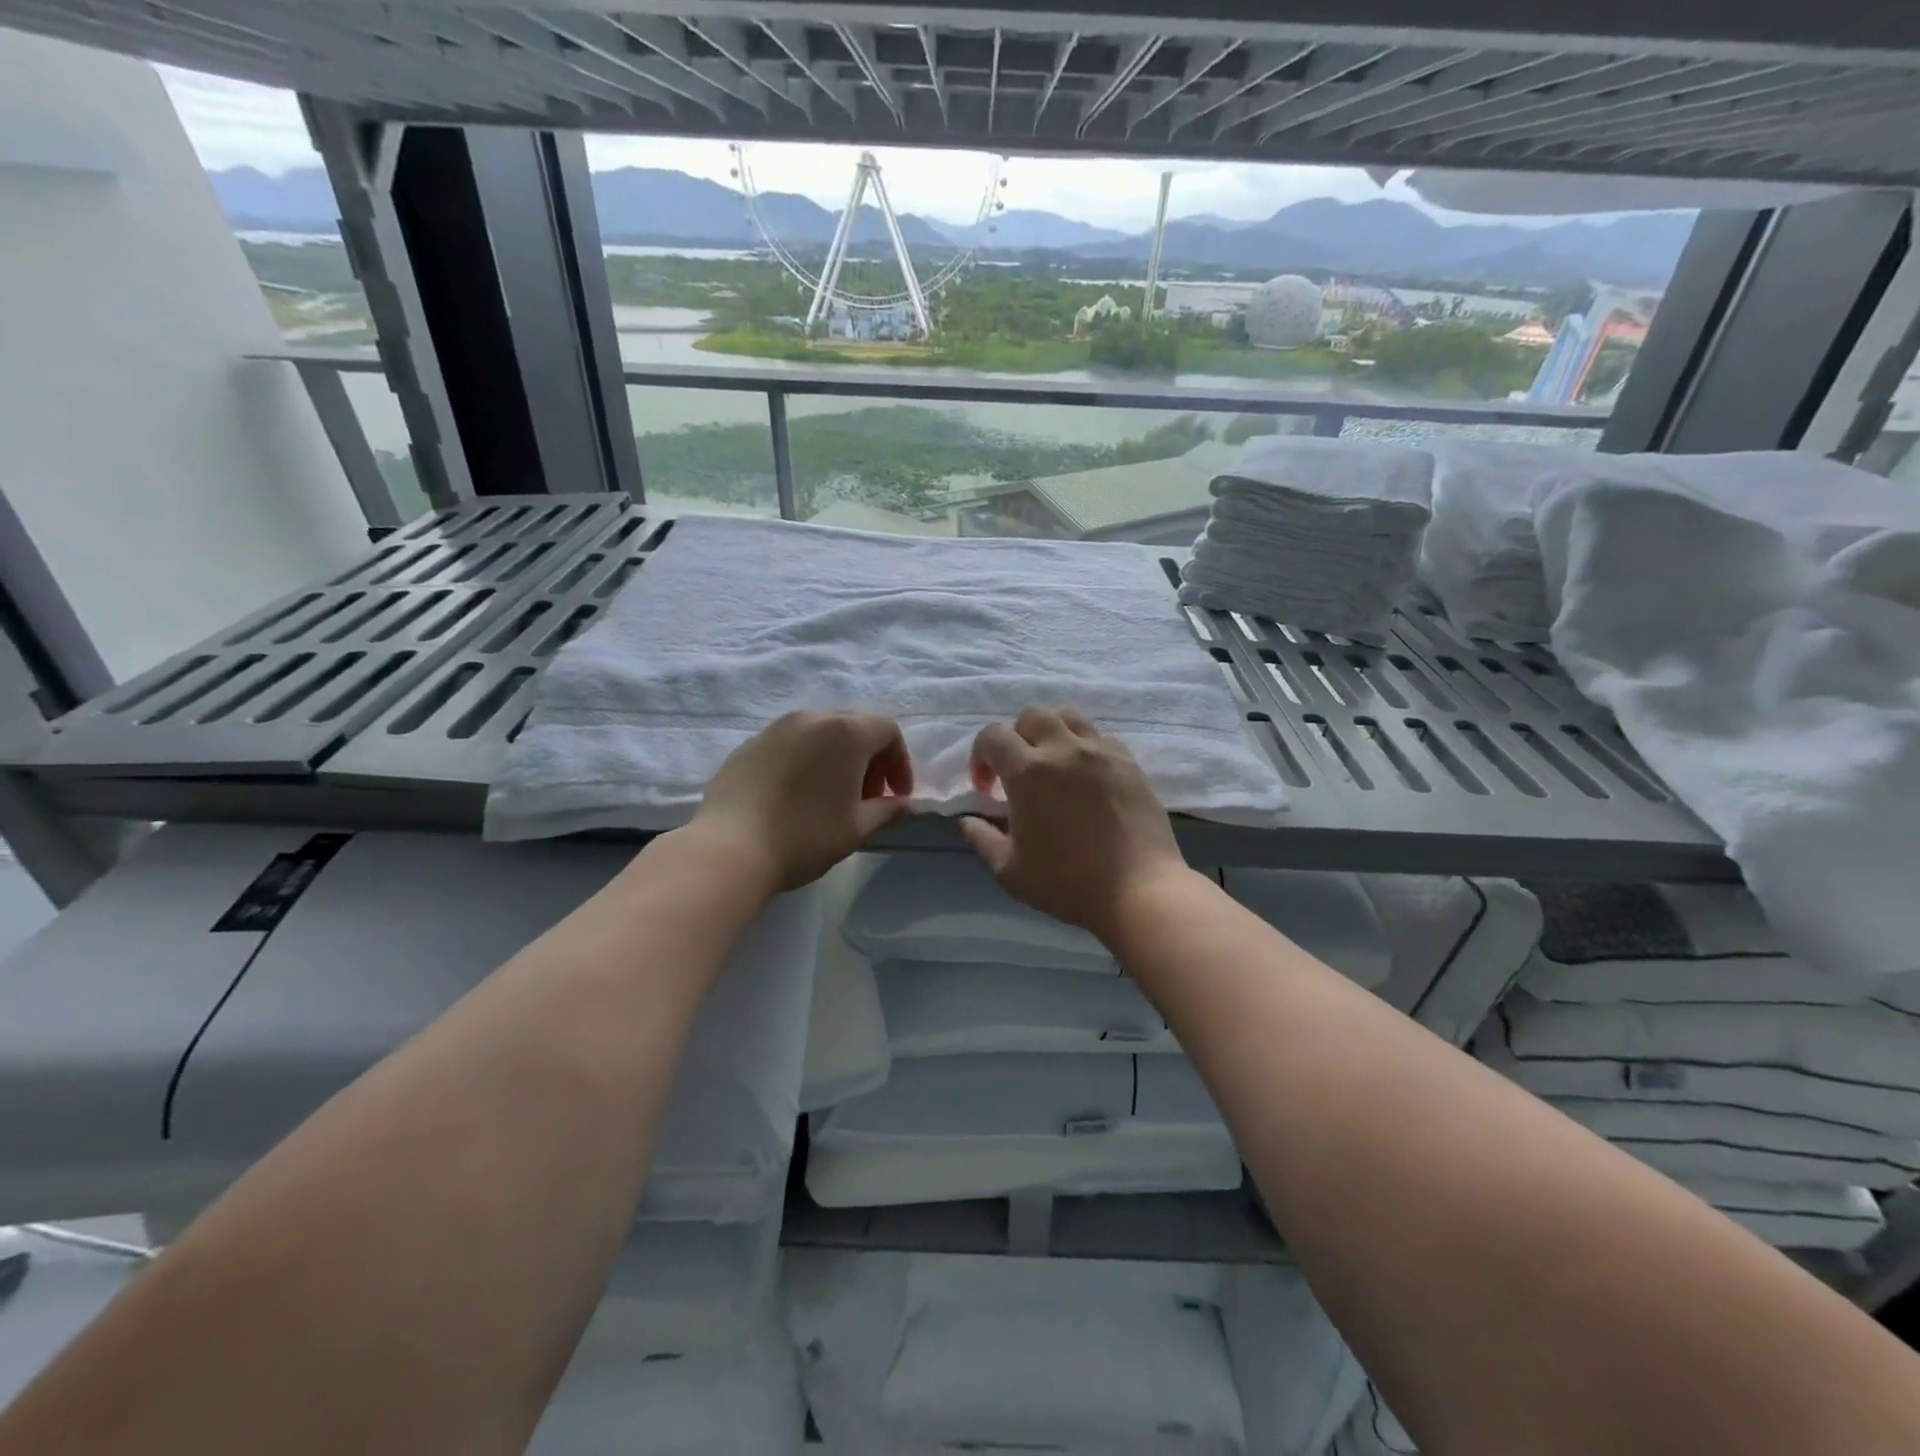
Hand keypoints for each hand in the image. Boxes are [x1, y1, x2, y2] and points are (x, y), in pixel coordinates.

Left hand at [692, 711, 913, 891]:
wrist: (730, 848)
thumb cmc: (806, 836)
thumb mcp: (856, 828)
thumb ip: (887, 811)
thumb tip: (906, 805)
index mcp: (845, 732)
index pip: (887, 730)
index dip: (900, 762)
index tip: (898, 796)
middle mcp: (812, 718)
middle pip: (854, 726)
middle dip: (870, 758)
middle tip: (869, 796)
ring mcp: (775, 728)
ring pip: (819, 732)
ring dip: (836, 757)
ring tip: (832, 795)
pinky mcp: (748, 745)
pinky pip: (789, 744)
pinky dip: (805, 761)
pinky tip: (796, 795)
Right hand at [960, 705, 1192, 939]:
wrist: (1138, 890)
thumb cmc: (1067, 882)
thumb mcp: (1009, 871)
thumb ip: (982, 839)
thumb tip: (967, 821)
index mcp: (1027, 772)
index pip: (992, 735)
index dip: (981, 756)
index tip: (987, 789)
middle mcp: (1063, 749)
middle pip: (1032, 715)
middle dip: (1017, 737)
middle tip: (1019, 772)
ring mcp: (1101, 752)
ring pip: (1069, 716)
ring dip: (1053, 732)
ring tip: (1054, 764)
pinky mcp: (1129, 762)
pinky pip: (1101, 738)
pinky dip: (1086, 748)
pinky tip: (1088, 778)